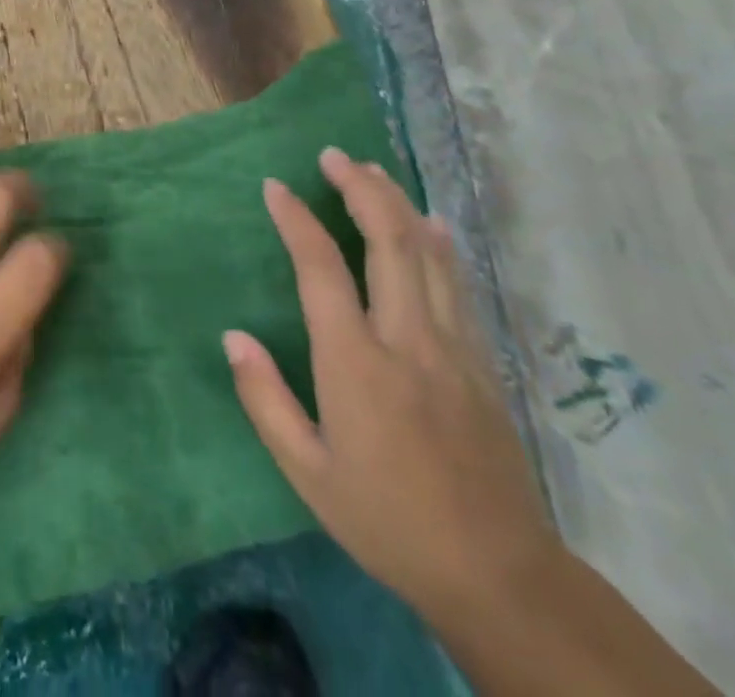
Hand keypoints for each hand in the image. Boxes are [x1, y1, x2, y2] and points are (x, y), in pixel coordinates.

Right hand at [224, 149, 559, 619]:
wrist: (500, 577)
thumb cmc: (388, 522)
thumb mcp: (308, 473)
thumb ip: (265, 400)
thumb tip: (233, 336)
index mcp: (357, 365)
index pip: (321, 270)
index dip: (296, 220)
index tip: (275, 187)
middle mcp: (408, 341)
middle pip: (388, 243)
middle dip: (359, 190)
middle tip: (333, 156)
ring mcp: (453, 349)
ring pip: (429, 255)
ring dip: (397, 205)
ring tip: (372, 170)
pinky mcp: (482, 363)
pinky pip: (458, 285)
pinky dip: (439, 245)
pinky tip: (431, 223)